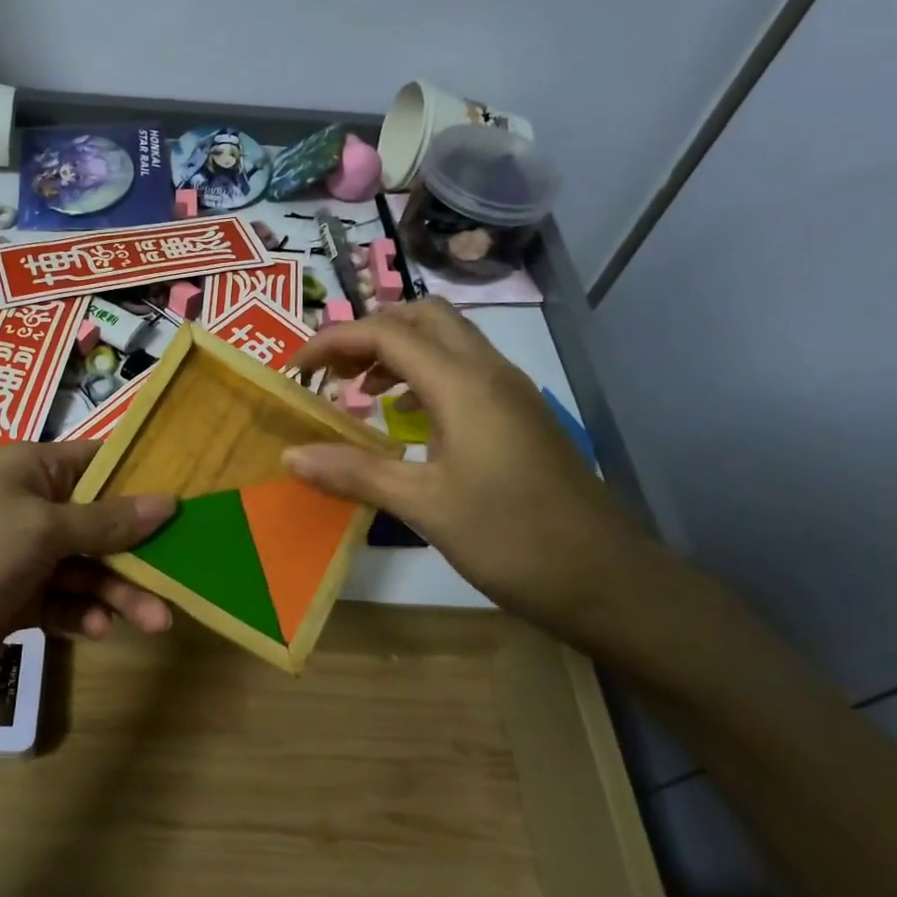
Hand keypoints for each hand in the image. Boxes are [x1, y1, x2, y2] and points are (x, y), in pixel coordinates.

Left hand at [0, 442, 174, 743]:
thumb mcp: (41, 529)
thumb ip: (107, 521)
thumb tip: (169, 501)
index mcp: (26, 470)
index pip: (95, 462)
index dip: (140, 478)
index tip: (188, 497)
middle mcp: (25, 508)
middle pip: (98, 521)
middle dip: (137, 550)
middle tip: (183, 575)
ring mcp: (18, 558)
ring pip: (85, 567)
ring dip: (119, 591)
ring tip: (156, 621)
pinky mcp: (13, 603)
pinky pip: (63, 601)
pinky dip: (83, 614)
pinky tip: (99, 630)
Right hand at [287, 299, 650, 637]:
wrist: (605, 579)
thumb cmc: (511, 539)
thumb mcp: (424, 506)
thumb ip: (355, 472)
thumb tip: (291, 454)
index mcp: (464, 385)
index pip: (386, 333)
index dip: (332, 341)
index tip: (294, 371)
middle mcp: (489, 373)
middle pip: (422, 318)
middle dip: (368, 331)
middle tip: (330, 371)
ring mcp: (510, 393)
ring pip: (447, 341)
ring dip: (397, 350)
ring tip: (358, 389)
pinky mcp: (518, 416)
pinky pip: (463, 371)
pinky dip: (423, 376)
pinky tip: (404, 418)